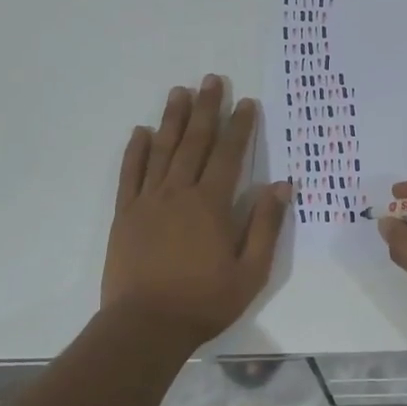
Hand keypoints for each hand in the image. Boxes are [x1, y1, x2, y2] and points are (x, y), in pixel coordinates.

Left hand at [102, 75, 291, 348]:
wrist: (146, 325)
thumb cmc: (204, 301)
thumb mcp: (250, 271)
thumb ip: (265, 225)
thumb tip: (281, 185)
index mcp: (211, 205)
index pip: (229, 155)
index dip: (240, 126)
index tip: (246, 102)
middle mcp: (179, 192)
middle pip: (194, 142)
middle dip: (206, 109)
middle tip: (212, 80)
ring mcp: (148, 201)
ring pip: (162, 150)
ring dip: (172, 119)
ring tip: (179, 91)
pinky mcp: (125, 214)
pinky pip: (130, 174)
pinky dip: (135, 150)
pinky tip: (140, 131)